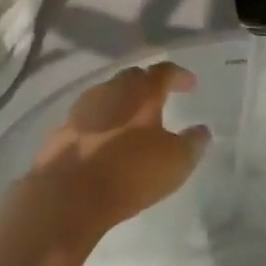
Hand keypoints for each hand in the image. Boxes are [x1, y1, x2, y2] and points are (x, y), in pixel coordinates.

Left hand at [24, 62, 207, 243]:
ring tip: (132, 118)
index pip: (164, 71)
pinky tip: (105, 137)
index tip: (191, 85)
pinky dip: (102, 120)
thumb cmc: (129, 173)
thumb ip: (193, 143)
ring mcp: (84, 107)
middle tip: (160, 98)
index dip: (179, 75)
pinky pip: (89, 115)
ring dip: (123, 101)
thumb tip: (202, 130)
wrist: (68, 194)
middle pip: (133, 77)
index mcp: (142, 92)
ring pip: (109, 93)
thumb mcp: (175, 163)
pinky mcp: (63, 127)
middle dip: (149, 84)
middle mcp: (112, 89)